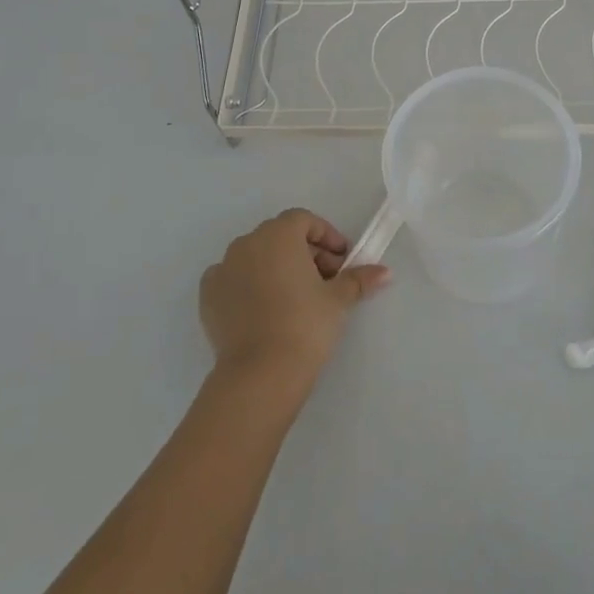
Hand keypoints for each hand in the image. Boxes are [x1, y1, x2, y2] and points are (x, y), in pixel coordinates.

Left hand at [199, 208, 390, 395]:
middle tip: (324, 280)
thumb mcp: (338, 300)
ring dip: (276, 267)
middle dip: (304, 252)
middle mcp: (247, 243)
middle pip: (280, 236)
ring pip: (255, 256)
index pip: (304, 220)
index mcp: (278, 235)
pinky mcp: (208, 296)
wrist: (260, 373)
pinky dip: (248, 285)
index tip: (341, 261)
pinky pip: (232, 279)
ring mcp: (223, 268)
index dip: (326, 236)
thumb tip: (385, 272)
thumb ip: (359, 279)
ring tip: (295, 297)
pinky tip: (263, 309)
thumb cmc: (305, 325)